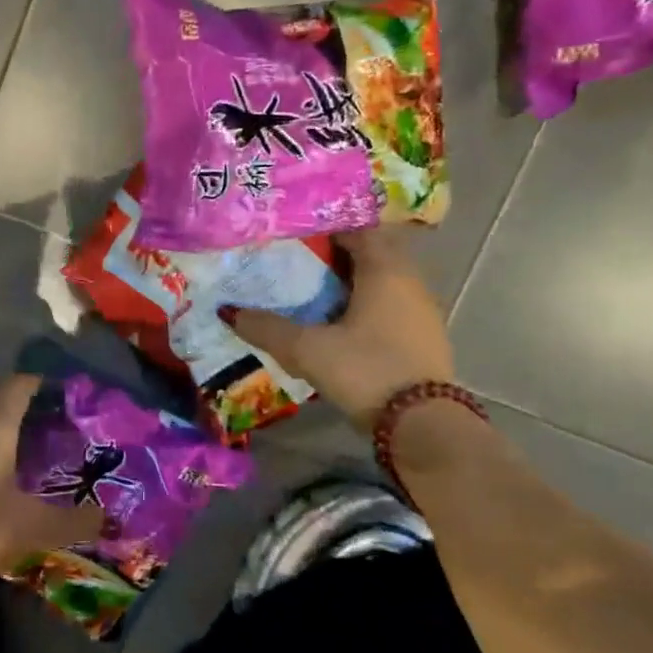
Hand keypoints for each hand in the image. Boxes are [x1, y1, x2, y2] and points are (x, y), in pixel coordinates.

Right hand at [233, 223, 452, 428]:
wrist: (424, 427)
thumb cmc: (366, 370)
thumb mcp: (308, 349)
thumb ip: (267, 328)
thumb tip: (228, 312)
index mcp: (385, 270)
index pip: (356, 228)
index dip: (323, 225)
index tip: (291, 230)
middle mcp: (409, 281)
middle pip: (368, 252)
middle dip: (332, 253)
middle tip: (293, 258)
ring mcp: (420, 310)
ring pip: (380, 280)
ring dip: (348, 280)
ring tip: (309, 289)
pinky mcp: (422, 336)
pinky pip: (388, 304)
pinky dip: (363, 303)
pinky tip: (337, 321)